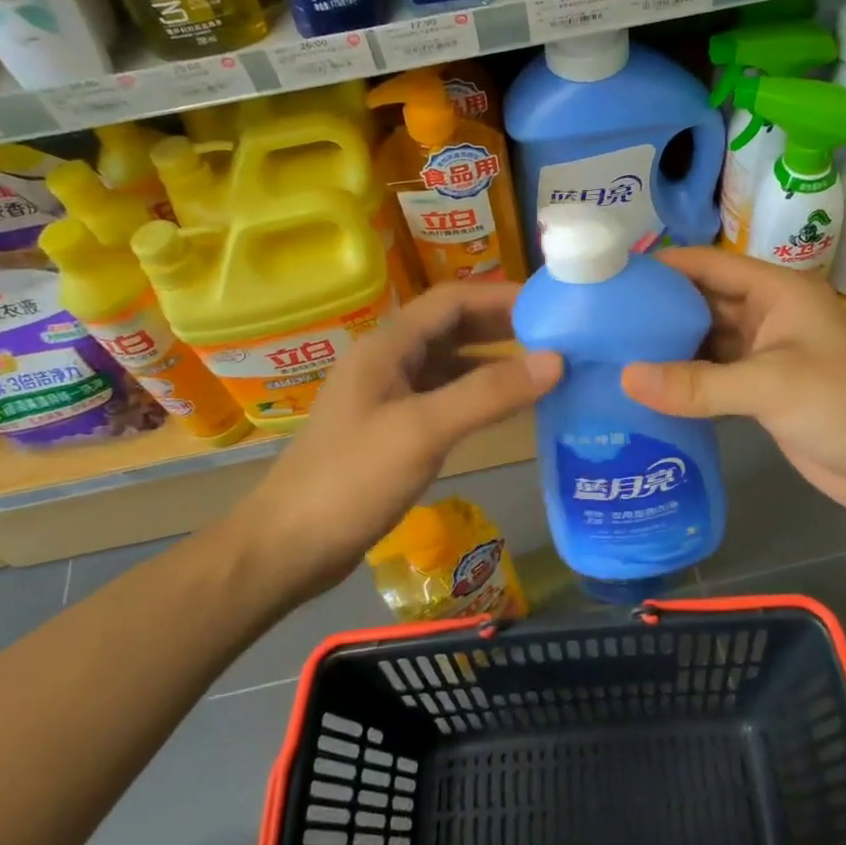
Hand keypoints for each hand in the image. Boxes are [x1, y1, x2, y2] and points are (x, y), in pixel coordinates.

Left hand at [231, 283, 560, 607]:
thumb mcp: (423, 431)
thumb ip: (488, 394)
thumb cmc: (352, 480)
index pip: (451, 301)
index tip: (551, 307)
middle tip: (557, 337)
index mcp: (387, 347)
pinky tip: (505, 411)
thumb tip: (556, 360)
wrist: (289, 547)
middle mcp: (387, 362)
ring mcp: (388, 396)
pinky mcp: (392, 429)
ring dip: (492, 362)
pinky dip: (477, 396)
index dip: (500, 297)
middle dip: (501, 327)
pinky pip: (443, 397)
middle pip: (451, 327)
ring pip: (449, 364)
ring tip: (542, 371)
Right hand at [621, 247, 845, 519]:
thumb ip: (698, 383)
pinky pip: (712, 380)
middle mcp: (766, 316)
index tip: (607, 278)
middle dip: (655, 311)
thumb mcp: (771, 386)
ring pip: (704, 344)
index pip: (706, 265)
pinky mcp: (762, 394)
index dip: (660, 267)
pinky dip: (683, 384)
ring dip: (666, 350)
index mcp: (775, 291)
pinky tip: (645, 394)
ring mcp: (764, 357)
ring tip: (609, 357)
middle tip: (596, 324)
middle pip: (700, 303)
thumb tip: (626, 378)